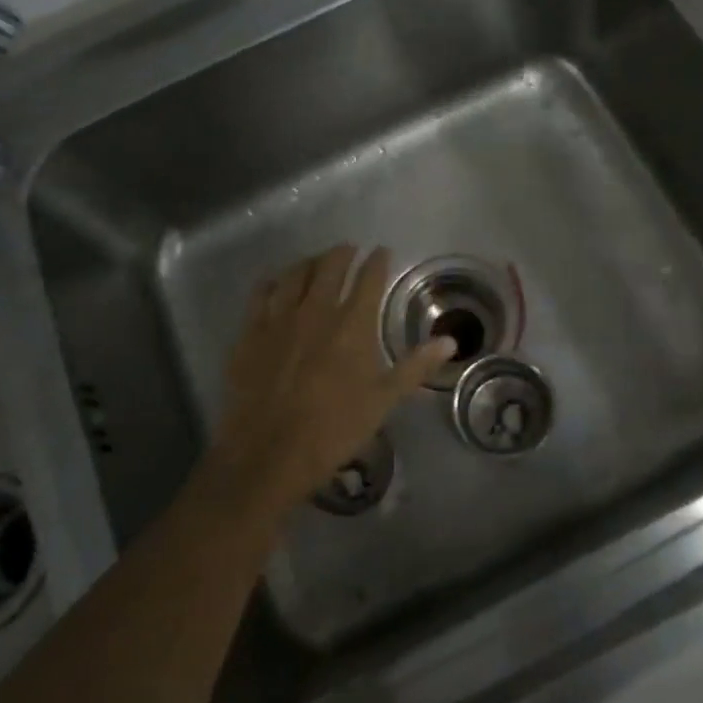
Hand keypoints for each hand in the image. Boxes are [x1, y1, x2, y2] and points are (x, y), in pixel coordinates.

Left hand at [206, 245, 454, 521]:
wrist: (269, 452)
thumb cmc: (334, 429)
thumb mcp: (383, 401)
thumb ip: (416, 366)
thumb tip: (451, 341)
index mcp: (352, 325)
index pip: (368, 278)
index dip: (377, 261)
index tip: (382, 251)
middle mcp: (316, 311)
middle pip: (329, 267)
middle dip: (342, 253)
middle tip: (349, 250)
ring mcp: (279, 319)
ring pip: (294, 274)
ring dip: (309, 262)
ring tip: (316, 261)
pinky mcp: (251, 332)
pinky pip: (261, 293)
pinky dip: (273, 281)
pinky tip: (276, 282)